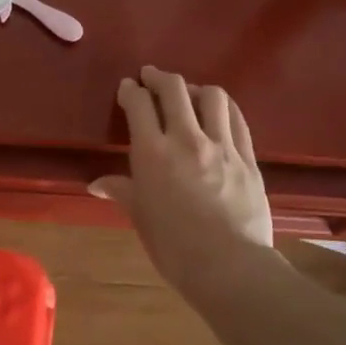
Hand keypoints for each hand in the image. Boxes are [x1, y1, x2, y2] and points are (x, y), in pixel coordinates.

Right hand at [94, 66, 275, 294]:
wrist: (230, 267)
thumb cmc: (175, 247)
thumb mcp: (141, 218)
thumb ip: (122, 191)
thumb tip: (97, 184)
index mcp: (153, 153)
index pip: (139, 105)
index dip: (131, 91)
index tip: (128, 87)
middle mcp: (187, 139)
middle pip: (174, 89)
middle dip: (159, 77)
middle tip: (151, 77)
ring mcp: (222, 146)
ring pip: (212, 96)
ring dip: (195, 89)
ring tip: (188, 95)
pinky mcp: (248, 158)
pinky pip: (237, 119)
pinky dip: (224, 108)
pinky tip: (218, 113)